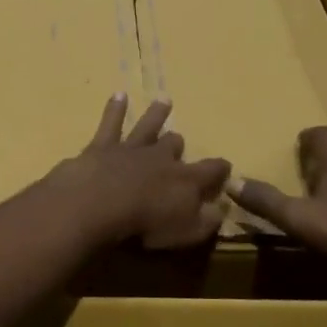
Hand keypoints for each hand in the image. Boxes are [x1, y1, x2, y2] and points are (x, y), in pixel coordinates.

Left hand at [45, 95, 232, 248]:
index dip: (220, 169)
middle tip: (178, 140)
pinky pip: (111, 123)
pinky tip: (118, 94)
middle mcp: (161, 157)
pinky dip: (115, 108)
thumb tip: (222, 209)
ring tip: (164, 100)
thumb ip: (207, 221)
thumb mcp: (186, 232)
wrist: (100, 203)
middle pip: (173, 144)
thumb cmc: (145, 224)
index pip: (211, 170)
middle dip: (177, 143)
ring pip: (148, 126)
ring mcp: (131, 148)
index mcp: (185, 179)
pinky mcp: (103, 146)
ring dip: (156, 114)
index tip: (226, 166)